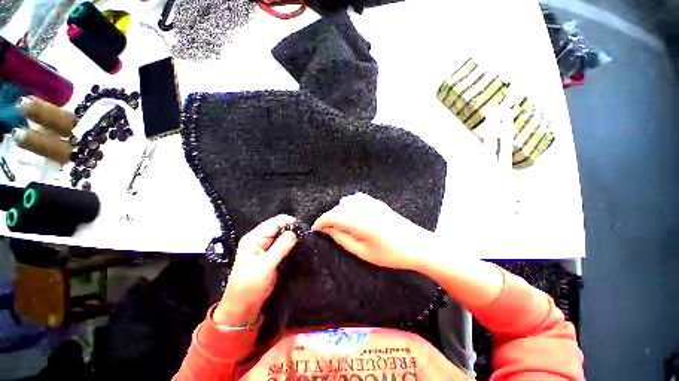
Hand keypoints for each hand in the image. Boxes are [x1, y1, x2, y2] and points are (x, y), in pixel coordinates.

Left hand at [214, 215, 297, 324]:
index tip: (302, 228)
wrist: (244, 306)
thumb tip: (295, 233)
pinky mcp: (272, 256)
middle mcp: (260, 240)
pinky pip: (284, 246)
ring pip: (283, 237)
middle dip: (292, 230)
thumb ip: (280, 248)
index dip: (288, 222)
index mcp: (254, 238)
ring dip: (293, 238)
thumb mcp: (265, 266)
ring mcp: (266, 248)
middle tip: (305, 236)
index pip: (274, 223)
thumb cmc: (250, 285)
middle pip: (279, 228)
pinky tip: (299, 248)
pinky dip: (291, 246)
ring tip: (304, 241)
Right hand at [312, 193, 431, 271]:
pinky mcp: (377, 202)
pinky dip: (350, 205)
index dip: (320, 222)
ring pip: (346, 202)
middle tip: (328, 231)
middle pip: (337, 208)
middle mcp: (362, 207)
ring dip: (339, 211)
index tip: (314, 230)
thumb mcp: (363, 251)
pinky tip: (353, 214)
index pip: (331, 216)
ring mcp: (371, 202)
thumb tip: (327, 230)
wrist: (417, 245)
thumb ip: (342, 238)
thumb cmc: (390, 254)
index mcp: (358, 220)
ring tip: (340, 224)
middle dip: (329, 218)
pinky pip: (357, 198)